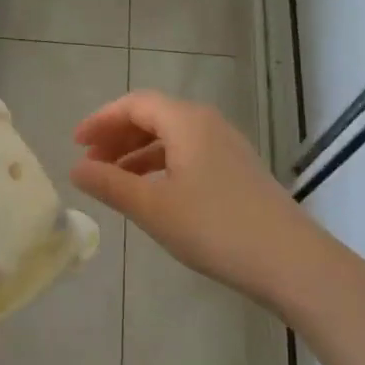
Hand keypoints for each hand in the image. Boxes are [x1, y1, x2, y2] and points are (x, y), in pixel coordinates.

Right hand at [71, 90, 320, 307]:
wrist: (288, 260)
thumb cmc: (214, 227)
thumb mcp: (152, 207)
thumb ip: (110, 185)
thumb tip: (76, 169)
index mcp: (187, 122)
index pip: (135, 104)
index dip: (101, 120)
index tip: (75, 144)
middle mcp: (209, 124)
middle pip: (154, 117)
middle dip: (117, 136)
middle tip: (90, 164)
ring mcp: (228, 147)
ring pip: (172, 138)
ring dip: (138, 154)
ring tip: (114, 181)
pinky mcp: (238, 171)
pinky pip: (189, 155)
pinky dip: (161, 166)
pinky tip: (151, 193)